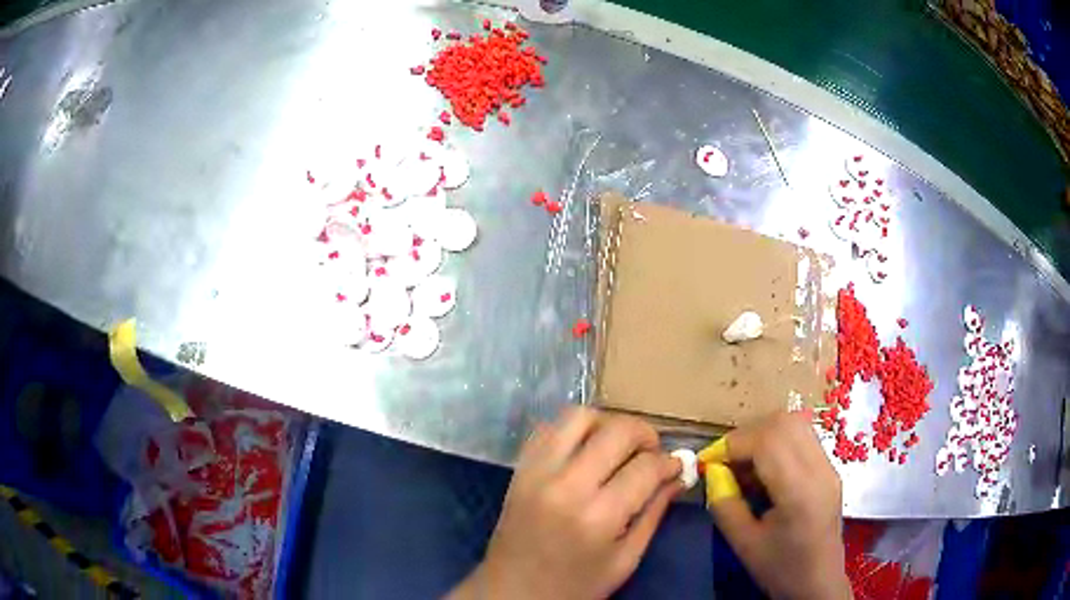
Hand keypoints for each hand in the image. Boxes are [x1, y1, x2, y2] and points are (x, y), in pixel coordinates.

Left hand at [448, 407, 681, 599]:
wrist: (513, 592)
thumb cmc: (575, 586)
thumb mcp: (625, 559)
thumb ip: (654, 513)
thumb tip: (679, 475)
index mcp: (598, 516)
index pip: (646, 466)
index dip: (669, 462)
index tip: (675, 466)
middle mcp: (566, 484)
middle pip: (616, 430)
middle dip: (645, 434)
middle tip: (652, 452)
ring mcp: (537, 472)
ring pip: (578, 416)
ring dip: (608, 423)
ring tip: (619, 446)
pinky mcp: (519, 469)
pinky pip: (548, 428)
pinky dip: (573, 430)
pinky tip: (586, 449)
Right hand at [700, 411, 850, 599]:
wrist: (818, 582)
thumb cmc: (781, 568)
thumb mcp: (744, 544)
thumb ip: (725, 505)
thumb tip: (712, 473)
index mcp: (800, 491)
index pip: (767, 441)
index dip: (732, 443)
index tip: (709, 461)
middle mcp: (820, 469)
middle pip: (784, 422)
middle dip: (747, 434)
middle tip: (726, 461)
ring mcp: (829, 466)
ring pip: (795, 423)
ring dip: (763, 434)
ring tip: (744, 463)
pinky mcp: (830, 469)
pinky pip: (802, 437)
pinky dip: (778, 442)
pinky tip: (765, 469)